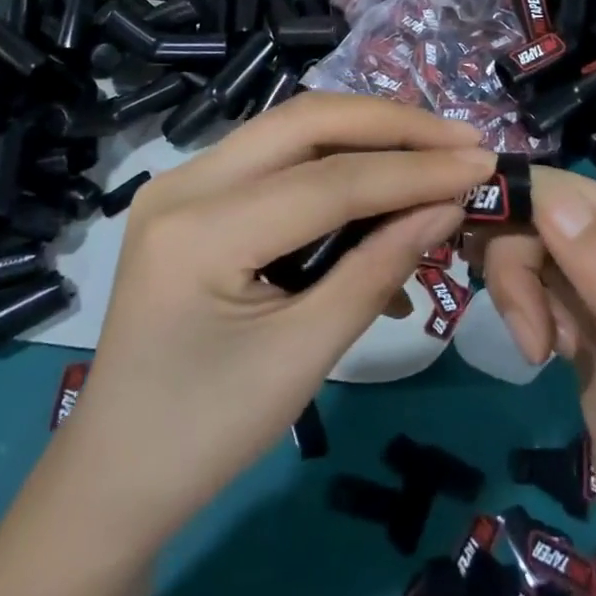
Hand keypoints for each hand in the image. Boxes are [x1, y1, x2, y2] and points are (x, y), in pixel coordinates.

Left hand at [60, 93, 488, 548]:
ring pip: (291, 129)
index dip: (412, 170)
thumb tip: (447, 207)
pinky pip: (276, 159)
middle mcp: (184, 182)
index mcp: (197, 231)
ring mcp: (183, 181)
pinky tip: (378, 187)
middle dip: (390, 125)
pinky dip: (334, 163)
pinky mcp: (194, 193)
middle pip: (305, 122)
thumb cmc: (204, 434)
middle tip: (460, 140)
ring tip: (431, 151)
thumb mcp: (302, 358)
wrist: (114, 474)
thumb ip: (377, 270)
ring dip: (365, 134)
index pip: (328, 180)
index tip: (481, 164)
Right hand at [483, 170, 595, 595]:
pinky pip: (542, 285)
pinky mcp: (594, 319)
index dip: (515, 203)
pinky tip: (544, 351)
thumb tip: (550, 193)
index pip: (570, 190)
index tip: (469, 241)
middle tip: (527, 334)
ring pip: (537, 250)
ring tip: (537, 349)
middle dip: (518, 265)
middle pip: (547, 217)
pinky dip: (529, 311)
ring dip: (520, 293)